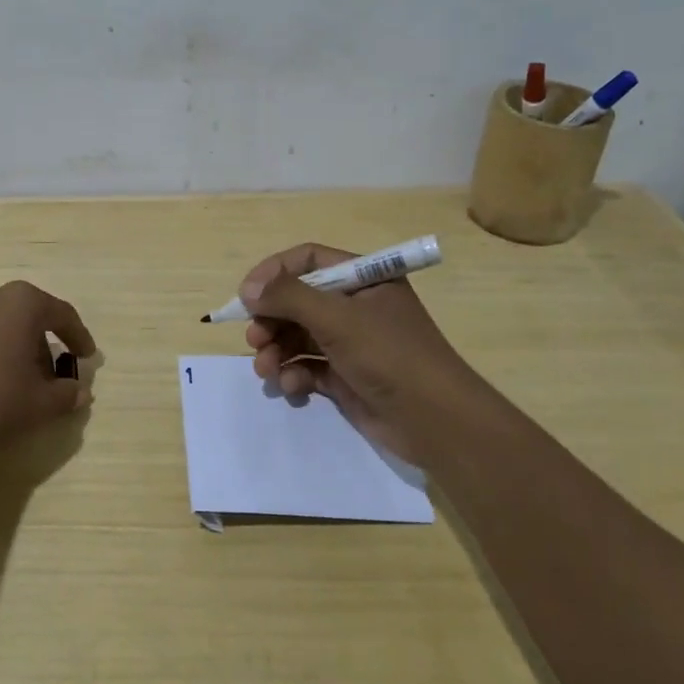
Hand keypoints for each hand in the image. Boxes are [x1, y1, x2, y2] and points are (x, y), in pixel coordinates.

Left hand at [0, 279, 95, 460]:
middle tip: (49, 379)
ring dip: (13, 348)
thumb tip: (80, 391)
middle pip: (28, 317)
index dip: (78, 336)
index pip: (62, 314)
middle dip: (43, 346)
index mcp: (22, 301)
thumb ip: (65, 396)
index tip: (88, 357)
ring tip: (16, 383)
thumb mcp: (37, 405)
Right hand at [242, 243, 470, 463]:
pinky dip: (294, 375)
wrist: (437, 422)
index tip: (246, 296)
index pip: (308, 261)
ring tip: (266, 370)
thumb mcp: (337, 318)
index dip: (273, 274)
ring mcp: (351, 343)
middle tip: (254, 340)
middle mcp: (356, 306)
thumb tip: (248, 289)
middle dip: (271, 320)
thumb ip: (289, 297)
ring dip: (277, 351)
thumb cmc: (390, 356)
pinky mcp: (346, 376)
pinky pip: (308, 367)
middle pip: (298, 301)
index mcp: (363, 279)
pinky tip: (292, 387)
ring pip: (298, 337)